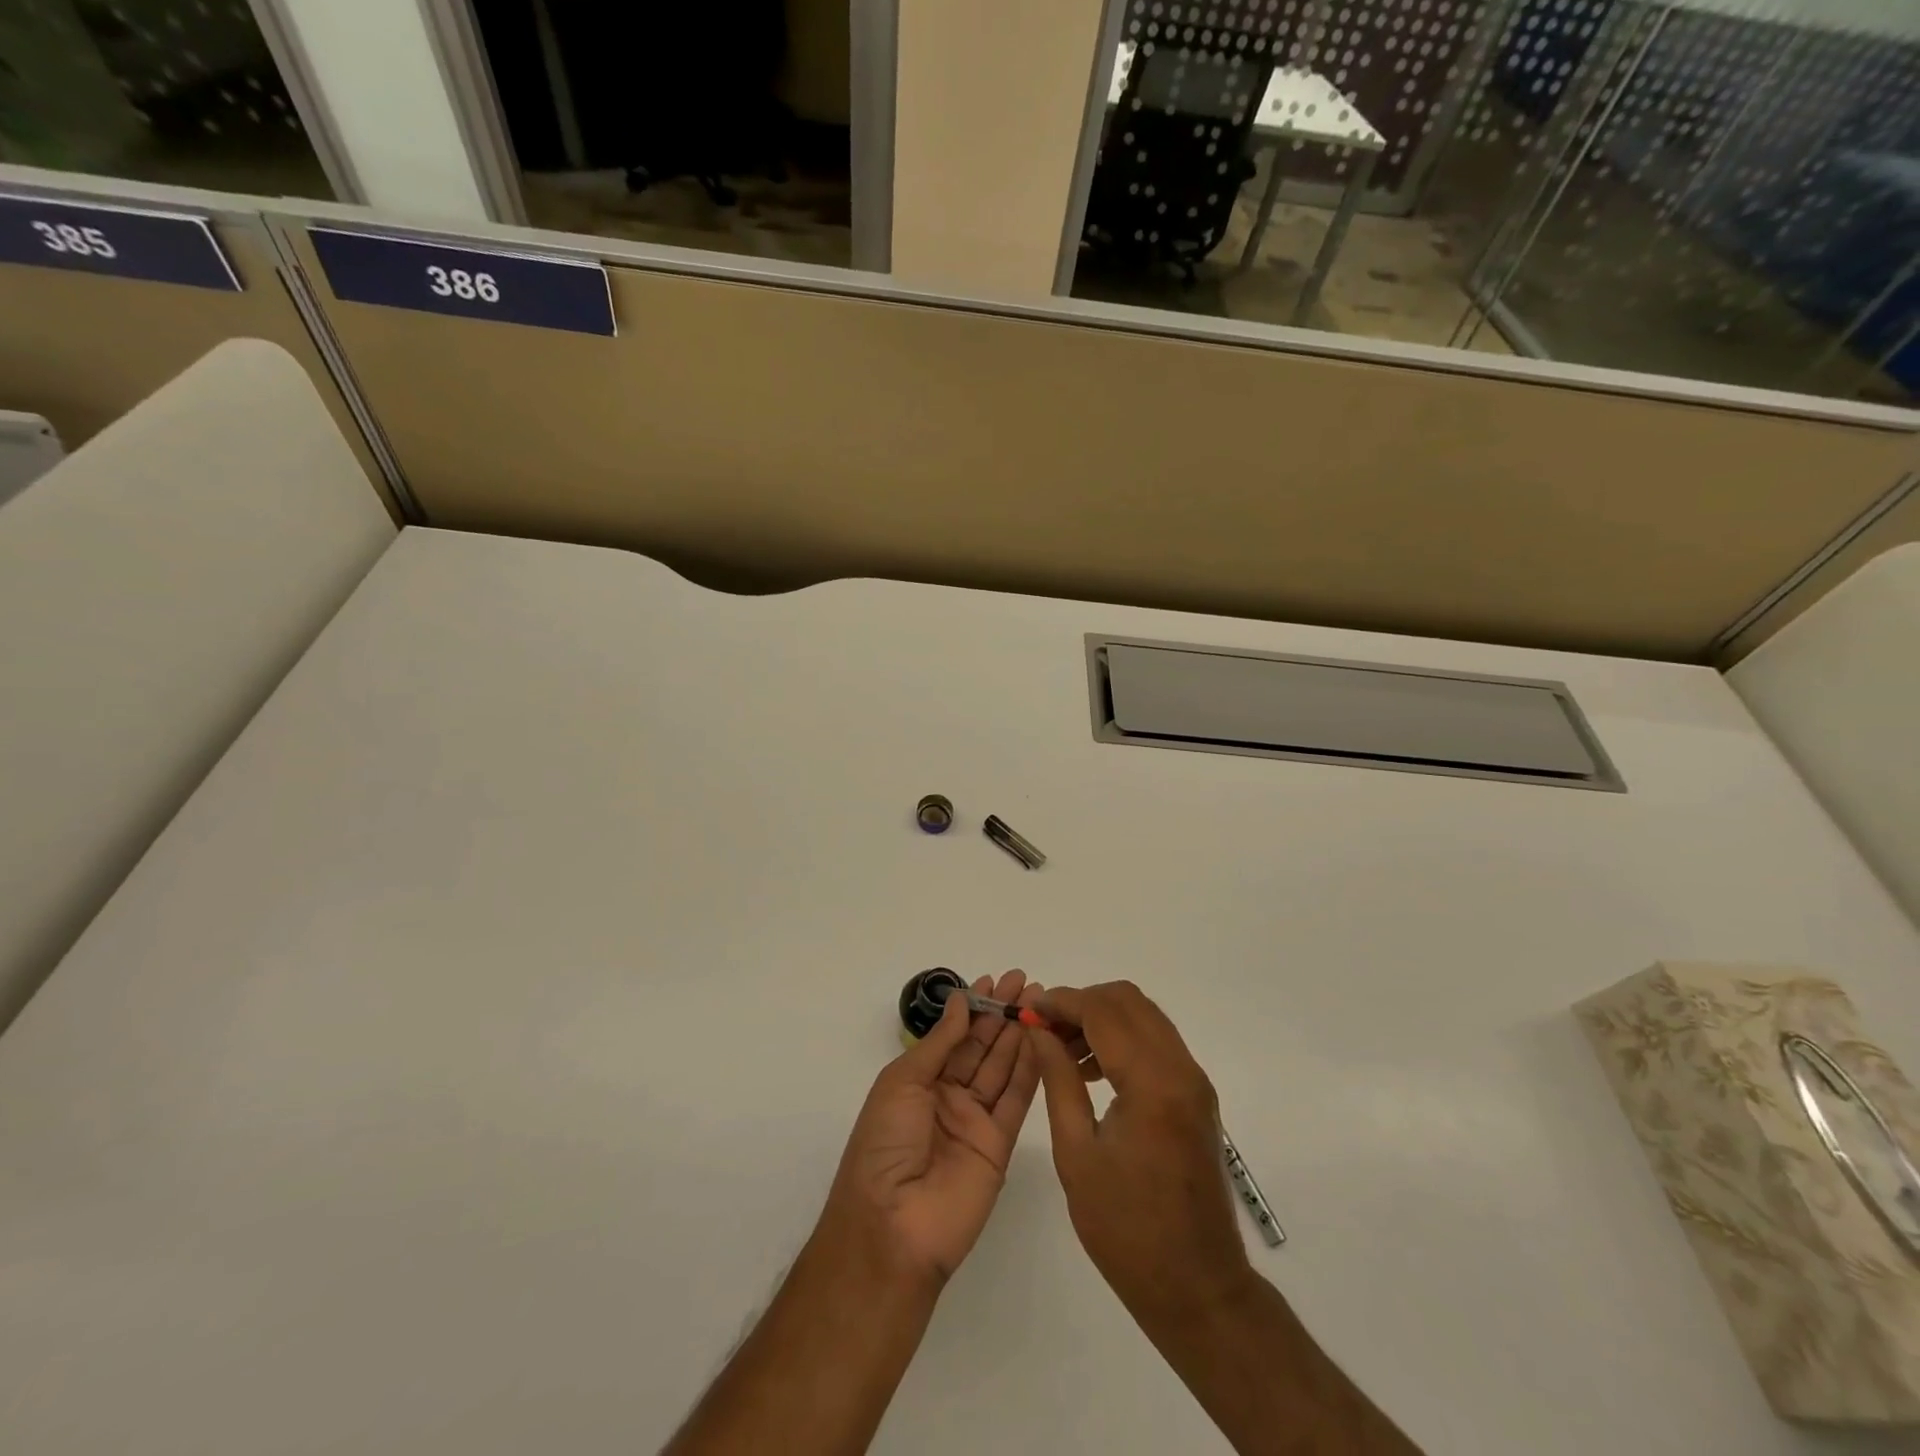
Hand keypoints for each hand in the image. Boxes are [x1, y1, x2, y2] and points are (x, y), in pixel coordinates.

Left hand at [819, 970, 1042, 1286]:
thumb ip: (940, 1043)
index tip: (995, 980)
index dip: (974, 1007)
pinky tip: (1042, 1040)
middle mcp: (948, 1097)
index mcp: (918, 1081)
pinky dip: (1029, 1070)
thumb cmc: (884, 1144)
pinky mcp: (999, 1146)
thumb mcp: (902, 1082)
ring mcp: (975, 1121)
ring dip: (1019, 1035)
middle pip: (981, 1047)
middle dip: (1001, 1014)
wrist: (892, 1226)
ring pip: (1001, 1068)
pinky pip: (1015, 1100)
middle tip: (1026, 982)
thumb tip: (960, 1001)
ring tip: (1038, 1002)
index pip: (953, 1035)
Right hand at [1031, 982, 1252, 1321]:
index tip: (1029, 1009)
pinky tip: (1093, 1072)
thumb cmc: (1126, 1229)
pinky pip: (1157, 1043)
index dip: (1062, 1002)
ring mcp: (1194, 1081)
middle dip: (1083, 1003)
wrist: (1197, 1287)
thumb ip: (1058, 1080)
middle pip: (1129, 1001)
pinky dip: (1123, 1039)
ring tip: (1064, 1053)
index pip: (1103, 1011)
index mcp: (1152, 1083)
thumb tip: (1039, 1031)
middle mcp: (1181, 1069)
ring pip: (1145, 1017)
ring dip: (1103, 1019)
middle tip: (1047, 1029)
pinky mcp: (1196, 1095)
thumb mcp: (1077, 1153)